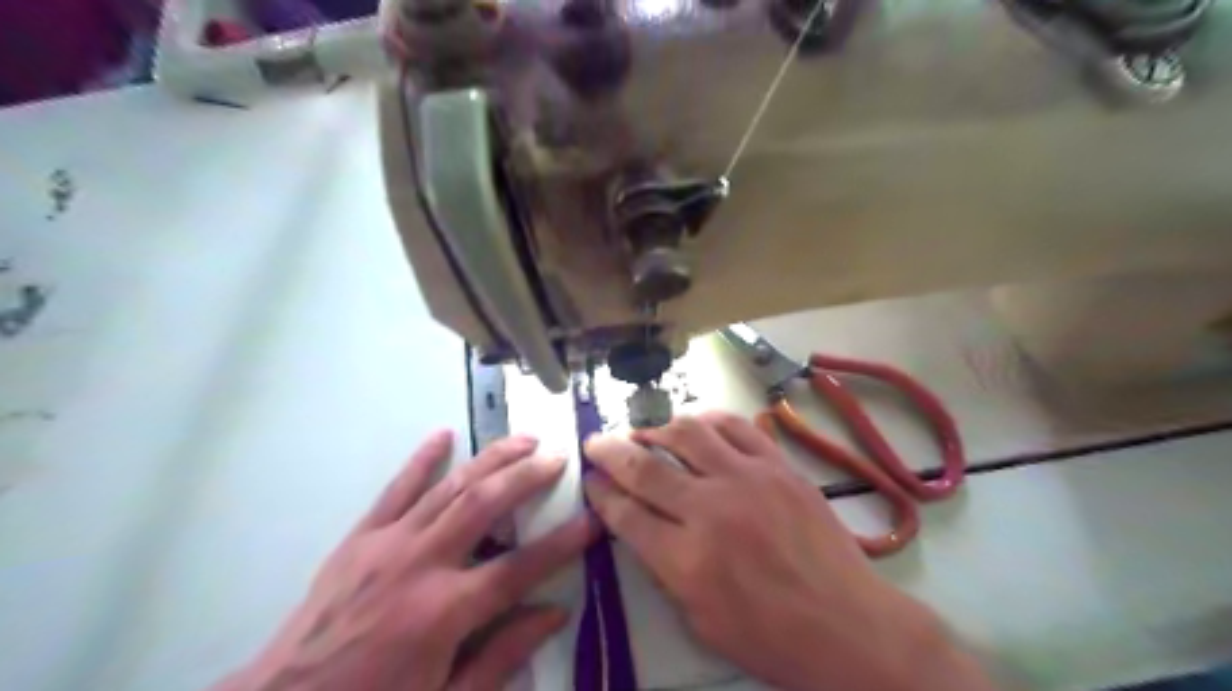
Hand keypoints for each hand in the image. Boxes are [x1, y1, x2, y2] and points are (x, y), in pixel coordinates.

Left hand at [218, 432, 598, 690]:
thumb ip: (502, 657)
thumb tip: (554, 613)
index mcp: (444, 612)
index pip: (519, 568)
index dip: (562, 543)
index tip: (592, 520)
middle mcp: (420, 565)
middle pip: (485, 505)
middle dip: (527, 476)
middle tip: (559, 458)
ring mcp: (387, 544)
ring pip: (450, 487)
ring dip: (491, 458)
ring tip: (524, 439)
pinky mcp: (359, 539)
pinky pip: (395, 489)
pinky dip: (421, 459)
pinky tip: (443, 434)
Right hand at [585, 413, 993, 687]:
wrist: (848, 625)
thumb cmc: (771, 638)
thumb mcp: (700, 619)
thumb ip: (664, 568)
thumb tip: (642, 525)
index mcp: (686, 560)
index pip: (625, 513)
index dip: (600, 493)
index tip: (590, 480)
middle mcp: (710, 510)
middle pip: (644, 467)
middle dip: (610, 452)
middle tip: (596, 442)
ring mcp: (748, 479)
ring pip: (687, 432)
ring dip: (655, 428)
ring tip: (645, 432)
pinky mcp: (778, 464)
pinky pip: (735, 426)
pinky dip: (707, 419)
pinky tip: (695, 425)